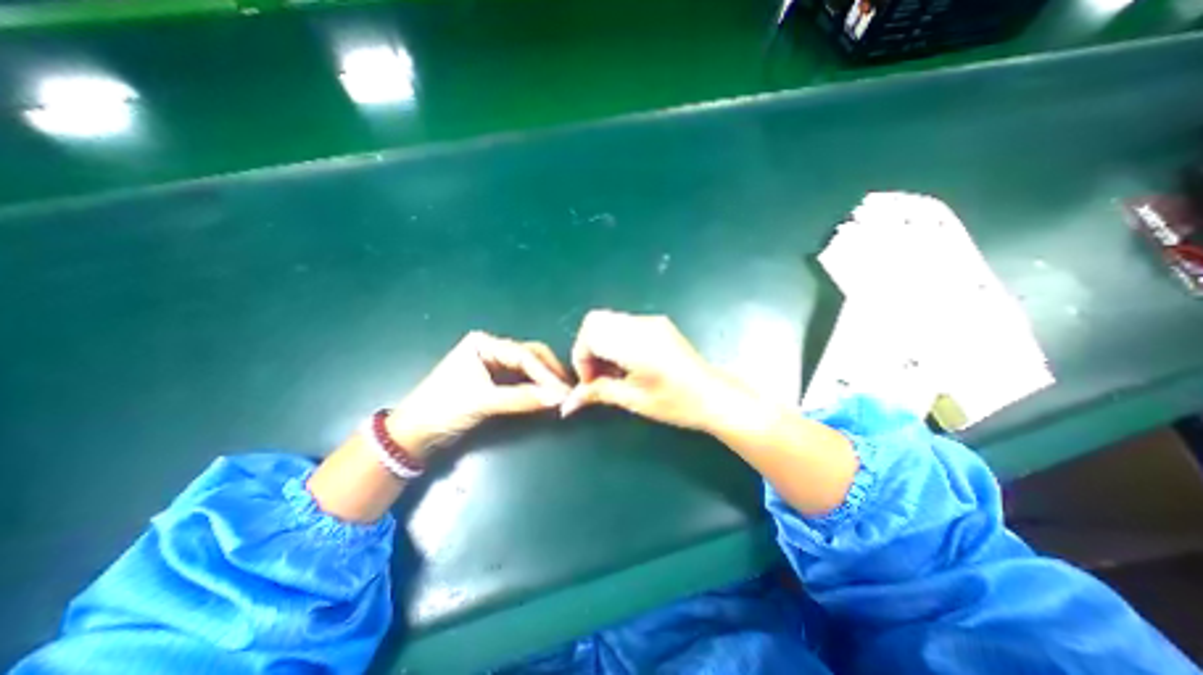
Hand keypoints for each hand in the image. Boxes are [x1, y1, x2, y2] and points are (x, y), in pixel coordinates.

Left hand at [387, 333, 568, 459]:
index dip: (546, 374)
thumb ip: (522, 399)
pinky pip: (522, 380)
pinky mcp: (495, 380)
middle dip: (549, 373)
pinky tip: (547, 396)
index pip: (524, 355)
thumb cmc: (443, 409)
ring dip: (545, 380)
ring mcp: (494, 364)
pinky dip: (535, 388)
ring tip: (562, 394)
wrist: (413, 434)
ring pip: (528, 368)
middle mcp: (491, 349)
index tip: (564, 390)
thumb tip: (558, 398)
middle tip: (568, 390)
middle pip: (530, 356)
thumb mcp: (483, 402)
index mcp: (484, 344)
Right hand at [558, 310, 749, 430]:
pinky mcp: (658, 324)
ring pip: (608, 320)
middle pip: (595, 321)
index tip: (590, 383)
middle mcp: (642, 324)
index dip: (581, 358)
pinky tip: (626, 363)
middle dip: (587, 348)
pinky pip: (624, 324)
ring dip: (601, 343)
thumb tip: (568, 402)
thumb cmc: (677, 403)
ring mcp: (651, 321)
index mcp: (635, 343)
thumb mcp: (634, 400)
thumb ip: (598, 393)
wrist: (714, 396)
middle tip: (596, 375)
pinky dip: (615, 340)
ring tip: (611, 372)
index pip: (590, 335)